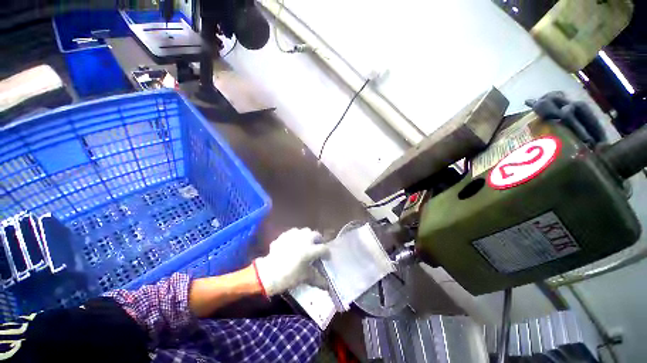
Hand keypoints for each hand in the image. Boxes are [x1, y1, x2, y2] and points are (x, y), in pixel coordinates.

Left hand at [253, 228, 328, 296]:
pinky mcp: (285, 235)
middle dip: (319, 241)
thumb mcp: (305, 277)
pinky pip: (293, 232)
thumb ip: (317, 279)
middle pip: (316, 235)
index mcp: (311, 249)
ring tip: (306, 243)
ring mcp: (294, 235)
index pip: (324, 249)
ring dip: (308, 236)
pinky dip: (296, 236)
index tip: (326, 258)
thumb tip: (327, 286)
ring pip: (305, 231)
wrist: (268, 273)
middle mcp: (304, 239)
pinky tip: (293, 243)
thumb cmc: (289, 276)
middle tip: (317, 247)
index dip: (327, 254)